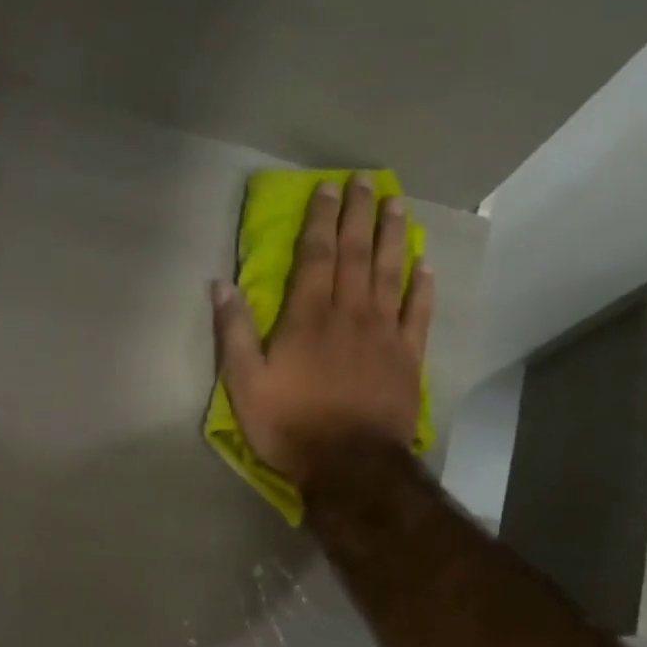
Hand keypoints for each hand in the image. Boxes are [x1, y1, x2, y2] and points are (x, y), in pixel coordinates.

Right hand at [211, 174, 434, 491]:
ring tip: (396, 205)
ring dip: (392, 236)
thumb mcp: (244, 384)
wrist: (349, 465)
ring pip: (391, 273)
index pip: (315, 256)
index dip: (320, 220)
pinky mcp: (407, 357)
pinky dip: (422, 287)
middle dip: (358, 214)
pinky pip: (417, 313)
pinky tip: (424, 265)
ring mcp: (383, 333)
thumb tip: (221, 285)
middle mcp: (349, 313)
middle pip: (356, 254)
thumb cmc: (289, 425)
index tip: (327, 189)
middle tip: (365, 181)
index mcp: (307, 317)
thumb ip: (233, 332)